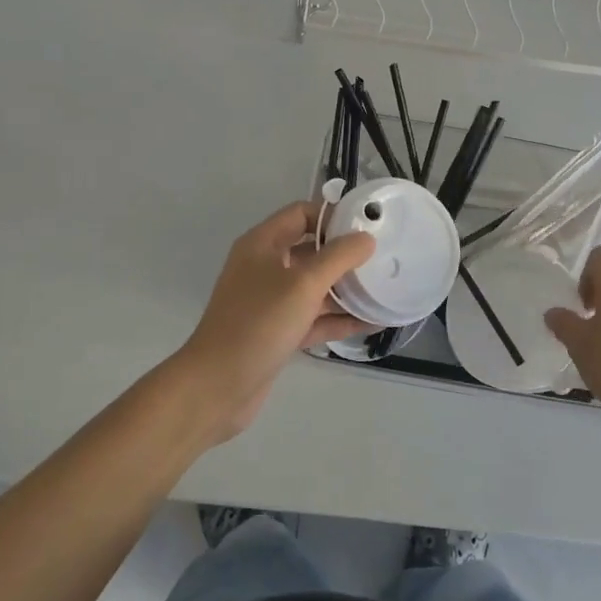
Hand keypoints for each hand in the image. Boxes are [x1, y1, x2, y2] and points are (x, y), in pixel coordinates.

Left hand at [168, 201, 375, 441]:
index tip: (366, 227)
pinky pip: (312, 317)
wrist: (217, 386)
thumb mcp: (303, 284)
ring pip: (314, 287)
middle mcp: (264, 267)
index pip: (301, 214)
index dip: (332, 217)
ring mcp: (270, 302)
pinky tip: (370, 322)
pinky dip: (337, 318)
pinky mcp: (277, 332)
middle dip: (344, 255)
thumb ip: (338, 258)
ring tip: (383, 290)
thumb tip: (366, 238)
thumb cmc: (258, 324)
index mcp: (262, 244)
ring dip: (345, 289)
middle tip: (382, 258)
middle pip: (310, 250)